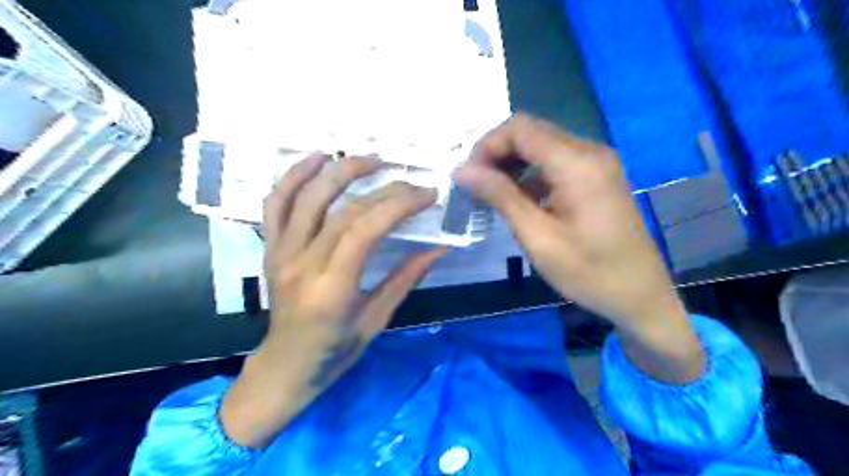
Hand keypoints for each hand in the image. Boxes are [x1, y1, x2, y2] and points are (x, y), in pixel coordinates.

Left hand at [221, 152, 445, 450]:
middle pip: (344, 212)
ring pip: (307, 197)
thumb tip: (440, 248)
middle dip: (384, 190)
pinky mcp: (270, 248)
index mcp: (331, 289)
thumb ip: (406, 278)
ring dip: (341, 171)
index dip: (398, 205)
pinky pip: (275, 204)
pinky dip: (293, 176)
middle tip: (412, 182)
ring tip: (372, 159)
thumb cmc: (335, 351)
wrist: (285, 366)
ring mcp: (279, 253)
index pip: (365, 230)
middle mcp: (301, 265)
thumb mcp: (377, 319)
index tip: (426, 195)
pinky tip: (316, 157)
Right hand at [455, 113, 706, 382]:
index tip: (468, 177)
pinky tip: (520, 199)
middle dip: (497, 153)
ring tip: (492, 194)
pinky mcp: (598, 175)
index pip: (520, 129)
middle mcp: (590, 151)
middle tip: (476, 186)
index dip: (487, 145)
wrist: (639, 295)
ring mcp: (597, 162)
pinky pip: (556, 160)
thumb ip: (500, 196)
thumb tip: (462, 170)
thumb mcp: (537, 237)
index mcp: (577, 164)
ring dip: (512, 163)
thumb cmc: (588, 272)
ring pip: (542, 145)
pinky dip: (531, 173)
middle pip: (531, 132)